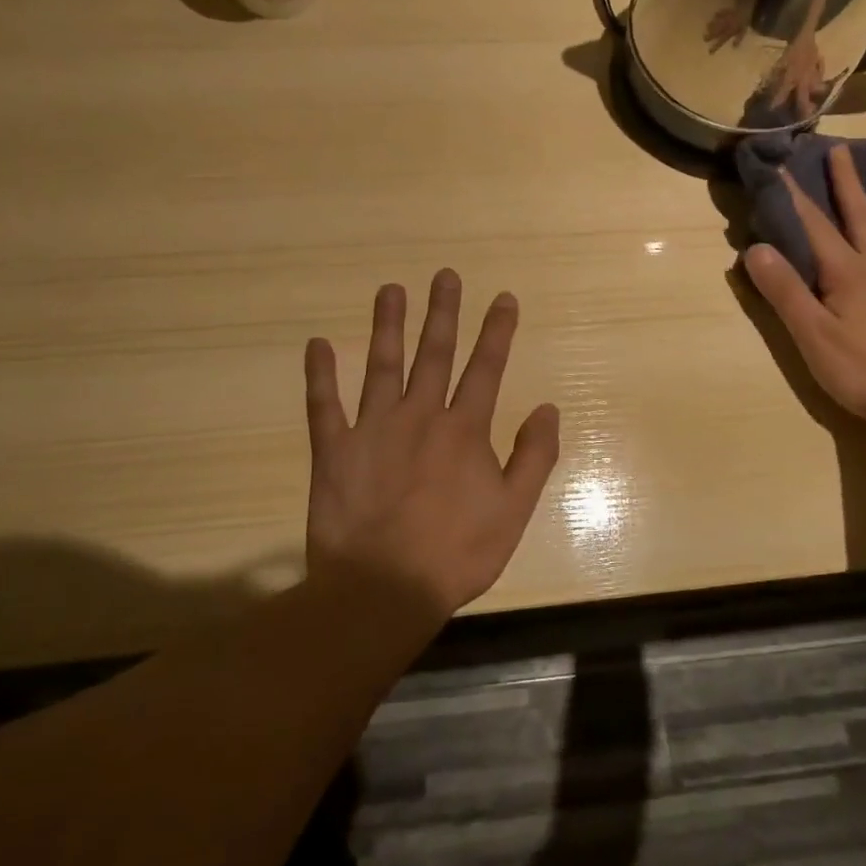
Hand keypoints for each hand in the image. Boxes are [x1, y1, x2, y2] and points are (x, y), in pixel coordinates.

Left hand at [303, 271, 560, 622]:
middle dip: (442, 312)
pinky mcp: (333, 450)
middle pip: (434, 354)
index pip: (486, 368)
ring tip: (390, 289)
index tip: (502, 297)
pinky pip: (323, 405)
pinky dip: (320, 375)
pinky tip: (317, 344)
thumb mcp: (513, 511)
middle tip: (444, 276)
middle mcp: (420, 416)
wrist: (383, 589)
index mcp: (463, 430)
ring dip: (387, 325)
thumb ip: (533, 457)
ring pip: (381, 366)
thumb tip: (548, 408)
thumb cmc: (456, 554)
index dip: (497, 331)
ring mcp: (373, 429)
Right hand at [743, 144, 865, 432]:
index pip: (815, 226)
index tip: (783, 166)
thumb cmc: (861, 371)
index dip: (795, 196)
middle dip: (846, 181)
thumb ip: (784, 291)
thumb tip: (755, 248)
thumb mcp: (811, 335)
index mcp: (847, 272)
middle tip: (838, 149)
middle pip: (860, 214)